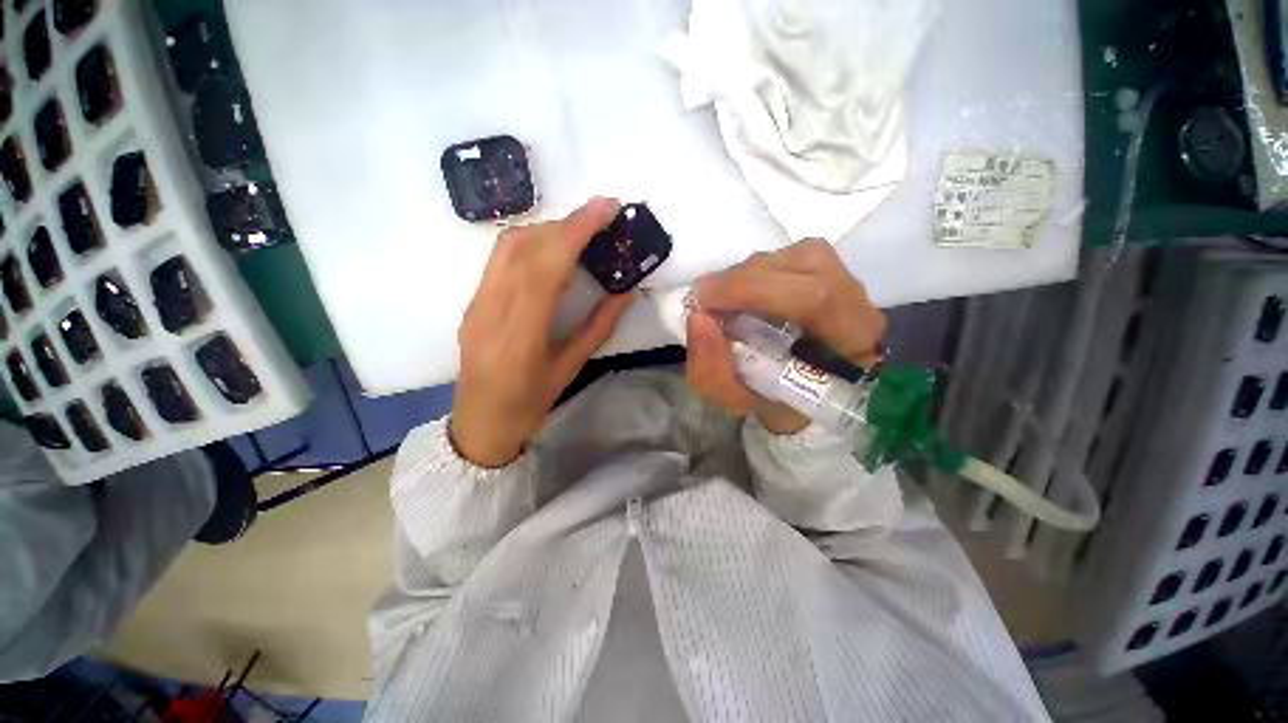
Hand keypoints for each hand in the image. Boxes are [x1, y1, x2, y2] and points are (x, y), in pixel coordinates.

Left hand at [450, 198, 634, 466]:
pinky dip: (530, 242)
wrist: (479, 423)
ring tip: (580, 232)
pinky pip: (500, 258)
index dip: (575, 232)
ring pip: (507, 246)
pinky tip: (552, 250)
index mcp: (519, 337)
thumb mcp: (570, 370)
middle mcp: (490, 312)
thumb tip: (626, 292)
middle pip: (524, 248)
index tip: (606, 208)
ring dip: (547, 229)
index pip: (545, 269)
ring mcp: (475, 304)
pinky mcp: (472, 301)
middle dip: (566, 224)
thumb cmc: (529, 404)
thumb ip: (599, 327)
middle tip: (601, 217)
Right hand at [686, 239, 886, 433]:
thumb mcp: (736, 400)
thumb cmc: (773, 401)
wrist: (799, 393)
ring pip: (797, 254)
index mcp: (851, 347)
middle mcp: (859, 305)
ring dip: (747, 273)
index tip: (705, 304)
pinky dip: (755, 269)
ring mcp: (847, 281)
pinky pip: (791, 254)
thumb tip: (697, 317)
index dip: (752, 291)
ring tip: (719, 297)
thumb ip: (713, 370)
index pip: (815, 298)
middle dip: (743, 279)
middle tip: (704, 298)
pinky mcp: (829, 270)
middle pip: (806, 265)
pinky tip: (738, 290)